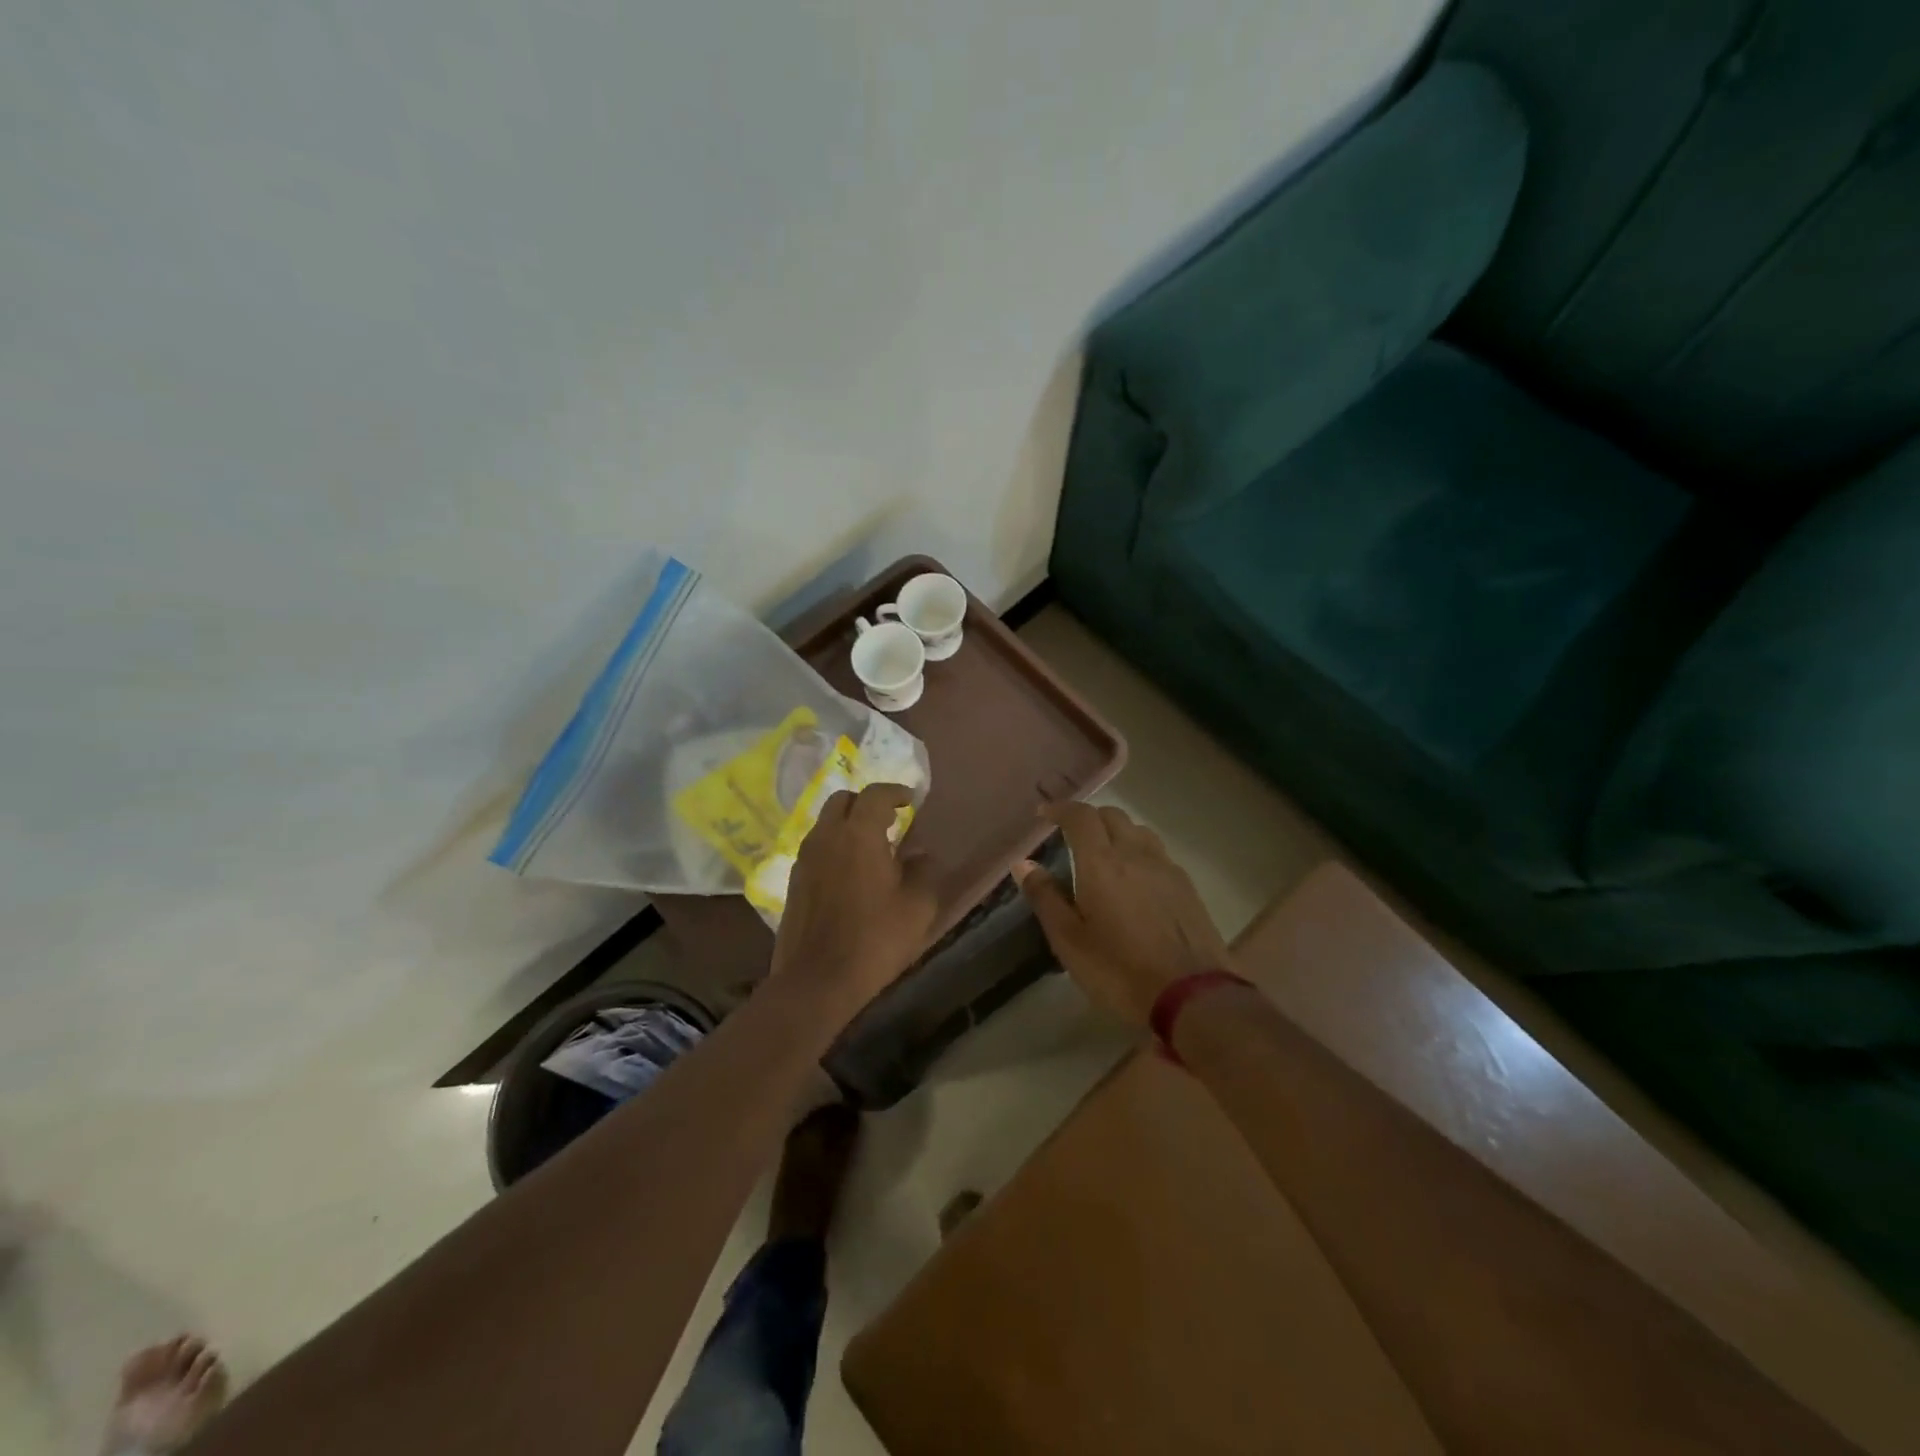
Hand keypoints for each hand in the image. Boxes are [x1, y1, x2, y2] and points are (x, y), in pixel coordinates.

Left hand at [770, 783, 938, 1021]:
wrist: (817, 980)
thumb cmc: (874, 939)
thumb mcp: (917, 907)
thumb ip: (923, 871)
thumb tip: (920, 853)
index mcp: (858, 834)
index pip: (875, 794)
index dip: (895, 792)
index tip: (910, 800)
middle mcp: (826, 836)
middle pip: (843, 800)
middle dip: (866, 803)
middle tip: (888, 820)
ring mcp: (805, 857)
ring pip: (825, 823)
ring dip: (847, 824)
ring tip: (869, 846)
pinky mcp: (793, 880)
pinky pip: (816, 847)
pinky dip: (834, 846)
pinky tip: (848, 871)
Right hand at [1014, 802, 1234, 1026]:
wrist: (1192, 996)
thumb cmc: (1119, 971)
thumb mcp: (1069, 942)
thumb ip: (1045, 898)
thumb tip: (1024, 864)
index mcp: (1101, 863)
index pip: (1080, 816)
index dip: (1061, 808)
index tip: (1044, 813)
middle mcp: (1135, 854)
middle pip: (1112, 815)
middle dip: (1088, 817)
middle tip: (1071, 835)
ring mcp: (1166, 868)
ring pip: (1138, 831)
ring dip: (1117, 831)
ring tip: (1104, 853)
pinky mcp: (1187, 887)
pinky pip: (1158, 853)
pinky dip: (1139, 852)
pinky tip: (1136, 879)